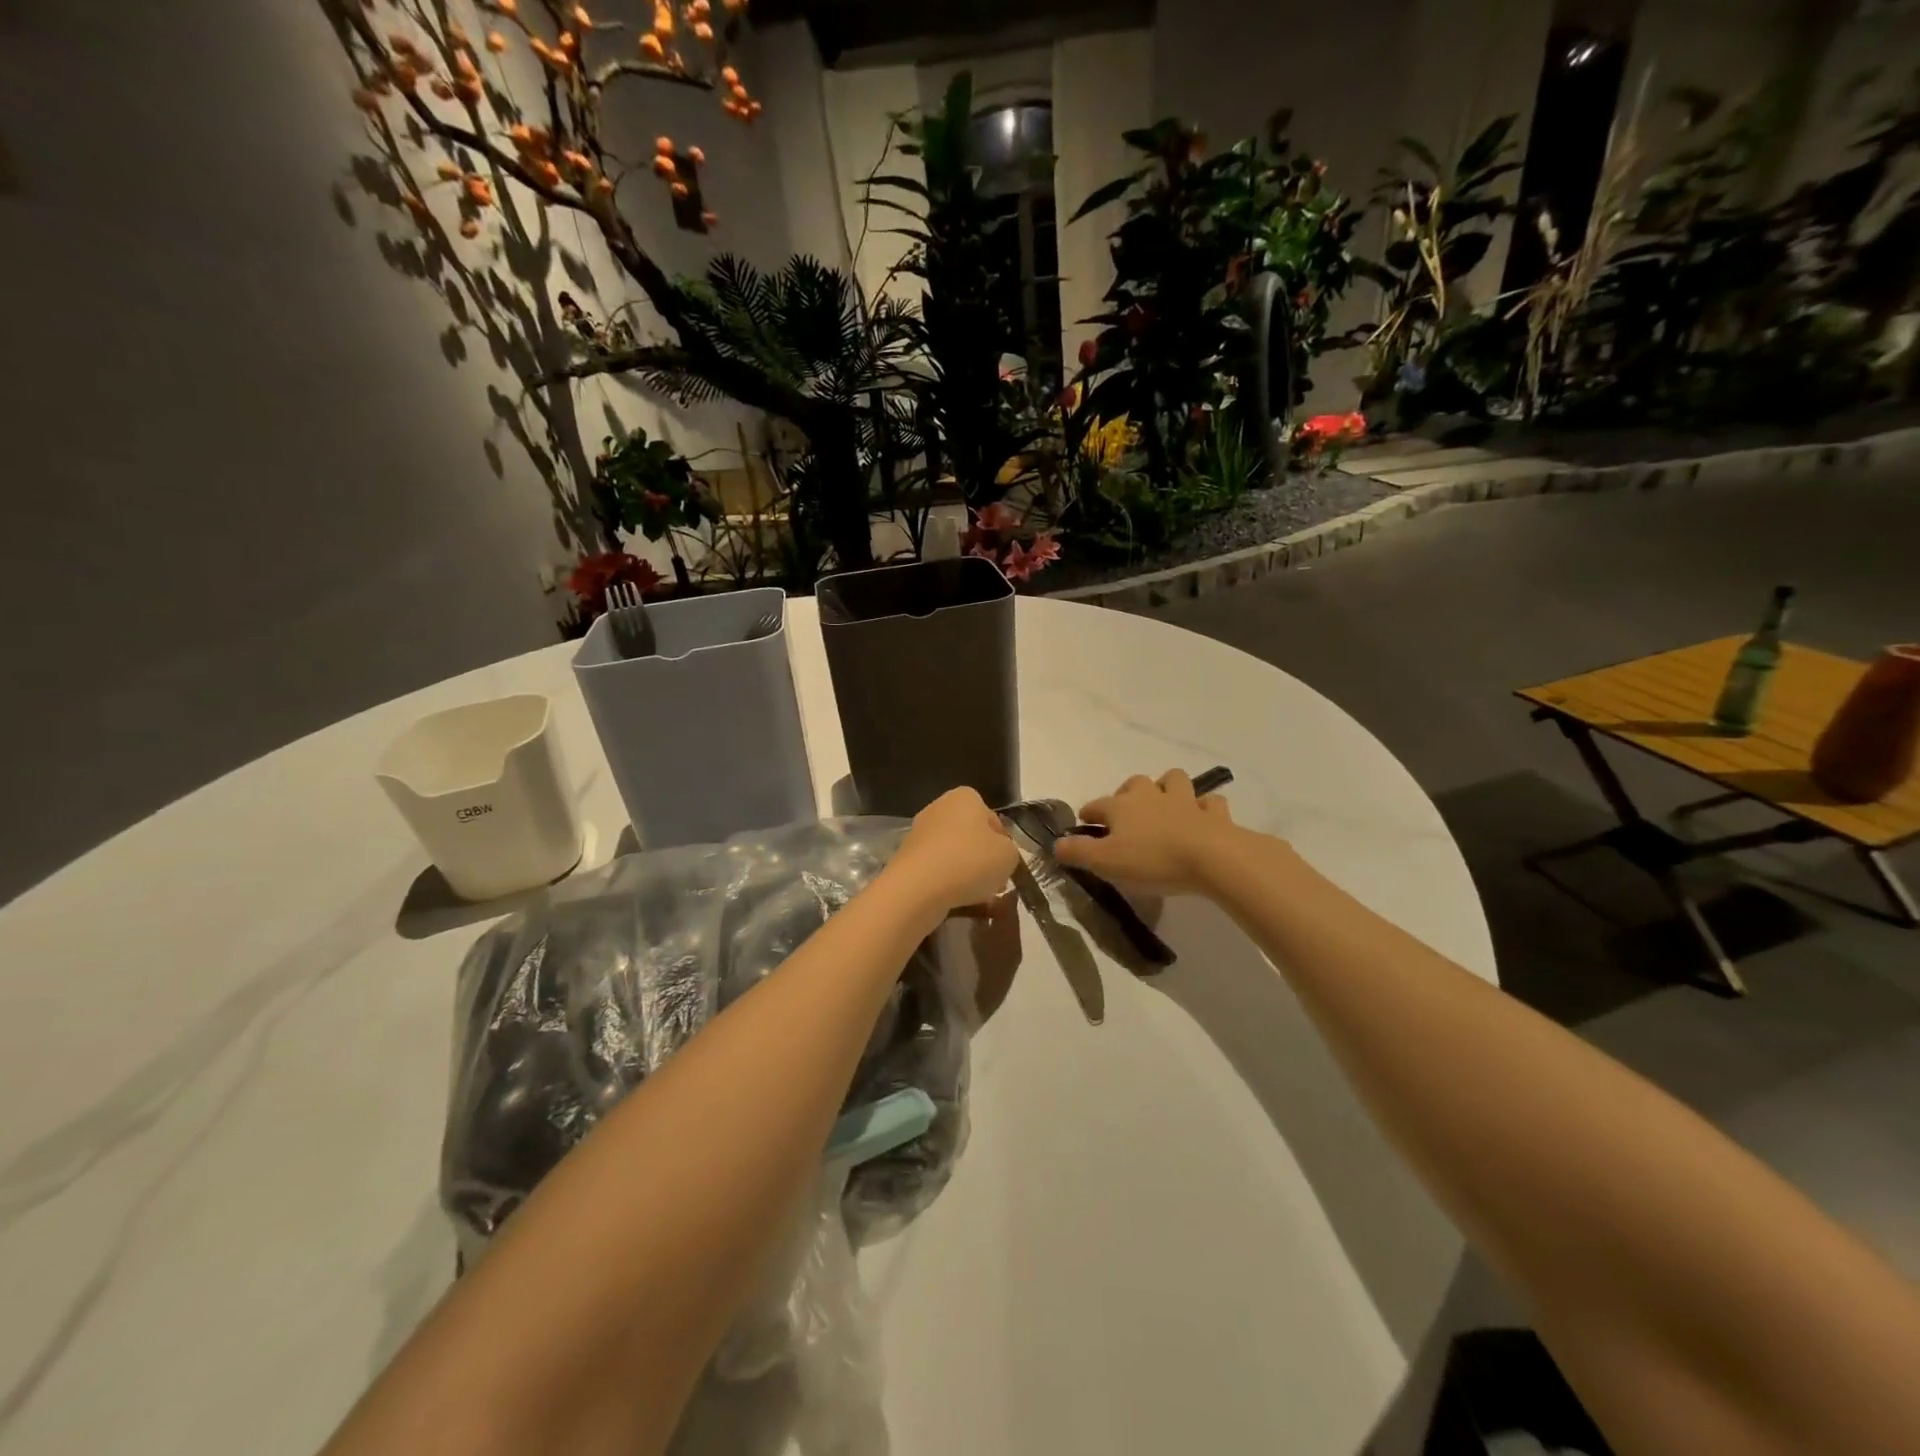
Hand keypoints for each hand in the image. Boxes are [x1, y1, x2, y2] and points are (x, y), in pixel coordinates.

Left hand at [885, 787, 1021, 917]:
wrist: (918, 888)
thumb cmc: (970, 861)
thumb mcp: (1009, 855)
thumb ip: (1009, 850)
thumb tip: (998, 854)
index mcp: (965, 797)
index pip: (992, 819)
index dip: (1002, 843)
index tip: (1005, 864)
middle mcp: (939, 807)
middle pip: (971, 836)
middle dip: (982, 858)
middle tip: (993, 882)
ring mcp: (919, 832)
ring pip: (953, 854)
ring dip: (965, 872)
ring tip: (975, 897)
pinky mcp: (906, 857)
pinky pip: (936, 869)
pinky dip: (946, 882)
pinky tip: (954, 900)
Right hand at [1054, 769, 1244, 894]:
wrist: (1211, 858)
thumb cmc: (1152, 860)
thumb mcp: (1105, 862)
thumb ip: (1077, 852)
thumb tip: (1055, 844)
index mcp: (1122, 806)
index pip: (1097, 805)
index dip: (1088, 814)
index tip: (1084, 824)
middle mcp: (1151, 795)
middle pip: (1135, 783)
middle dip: (1127, 793)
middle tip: (1126, 814)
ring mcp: (1185, 801)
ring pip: (1174, 781)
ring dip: (1167, 788)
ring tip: (1164, 805)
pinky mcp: (1214, 814)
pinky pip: (1209, 803)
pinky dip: (1204, 808)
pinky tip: (1201, 819)